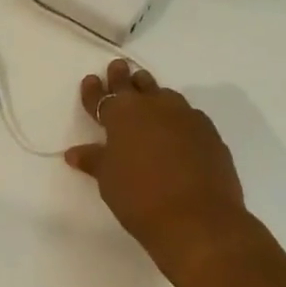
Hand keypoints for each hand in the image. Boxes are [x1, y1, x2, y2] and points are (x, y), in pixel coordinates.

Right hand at [64, 59, 256, 267]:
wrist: (197, 219)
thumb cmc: (139, 197)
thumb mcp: (108, 179)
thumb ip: (94, 160)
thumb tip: (75, 152)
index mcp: (123, 114)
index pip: (102, 97)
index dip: (94, 91)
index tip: (91, 80)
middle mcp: (154, 107)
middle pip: (136, 86)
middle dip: (124, 78)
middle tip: (119, 67)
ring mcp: (186, 118)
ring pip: (165, 95)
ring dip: (153, 92)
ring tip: (147, 91)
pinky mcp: (210, 134)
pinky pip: (188, 115)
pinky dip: (176, 116)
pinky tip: (176, 127)